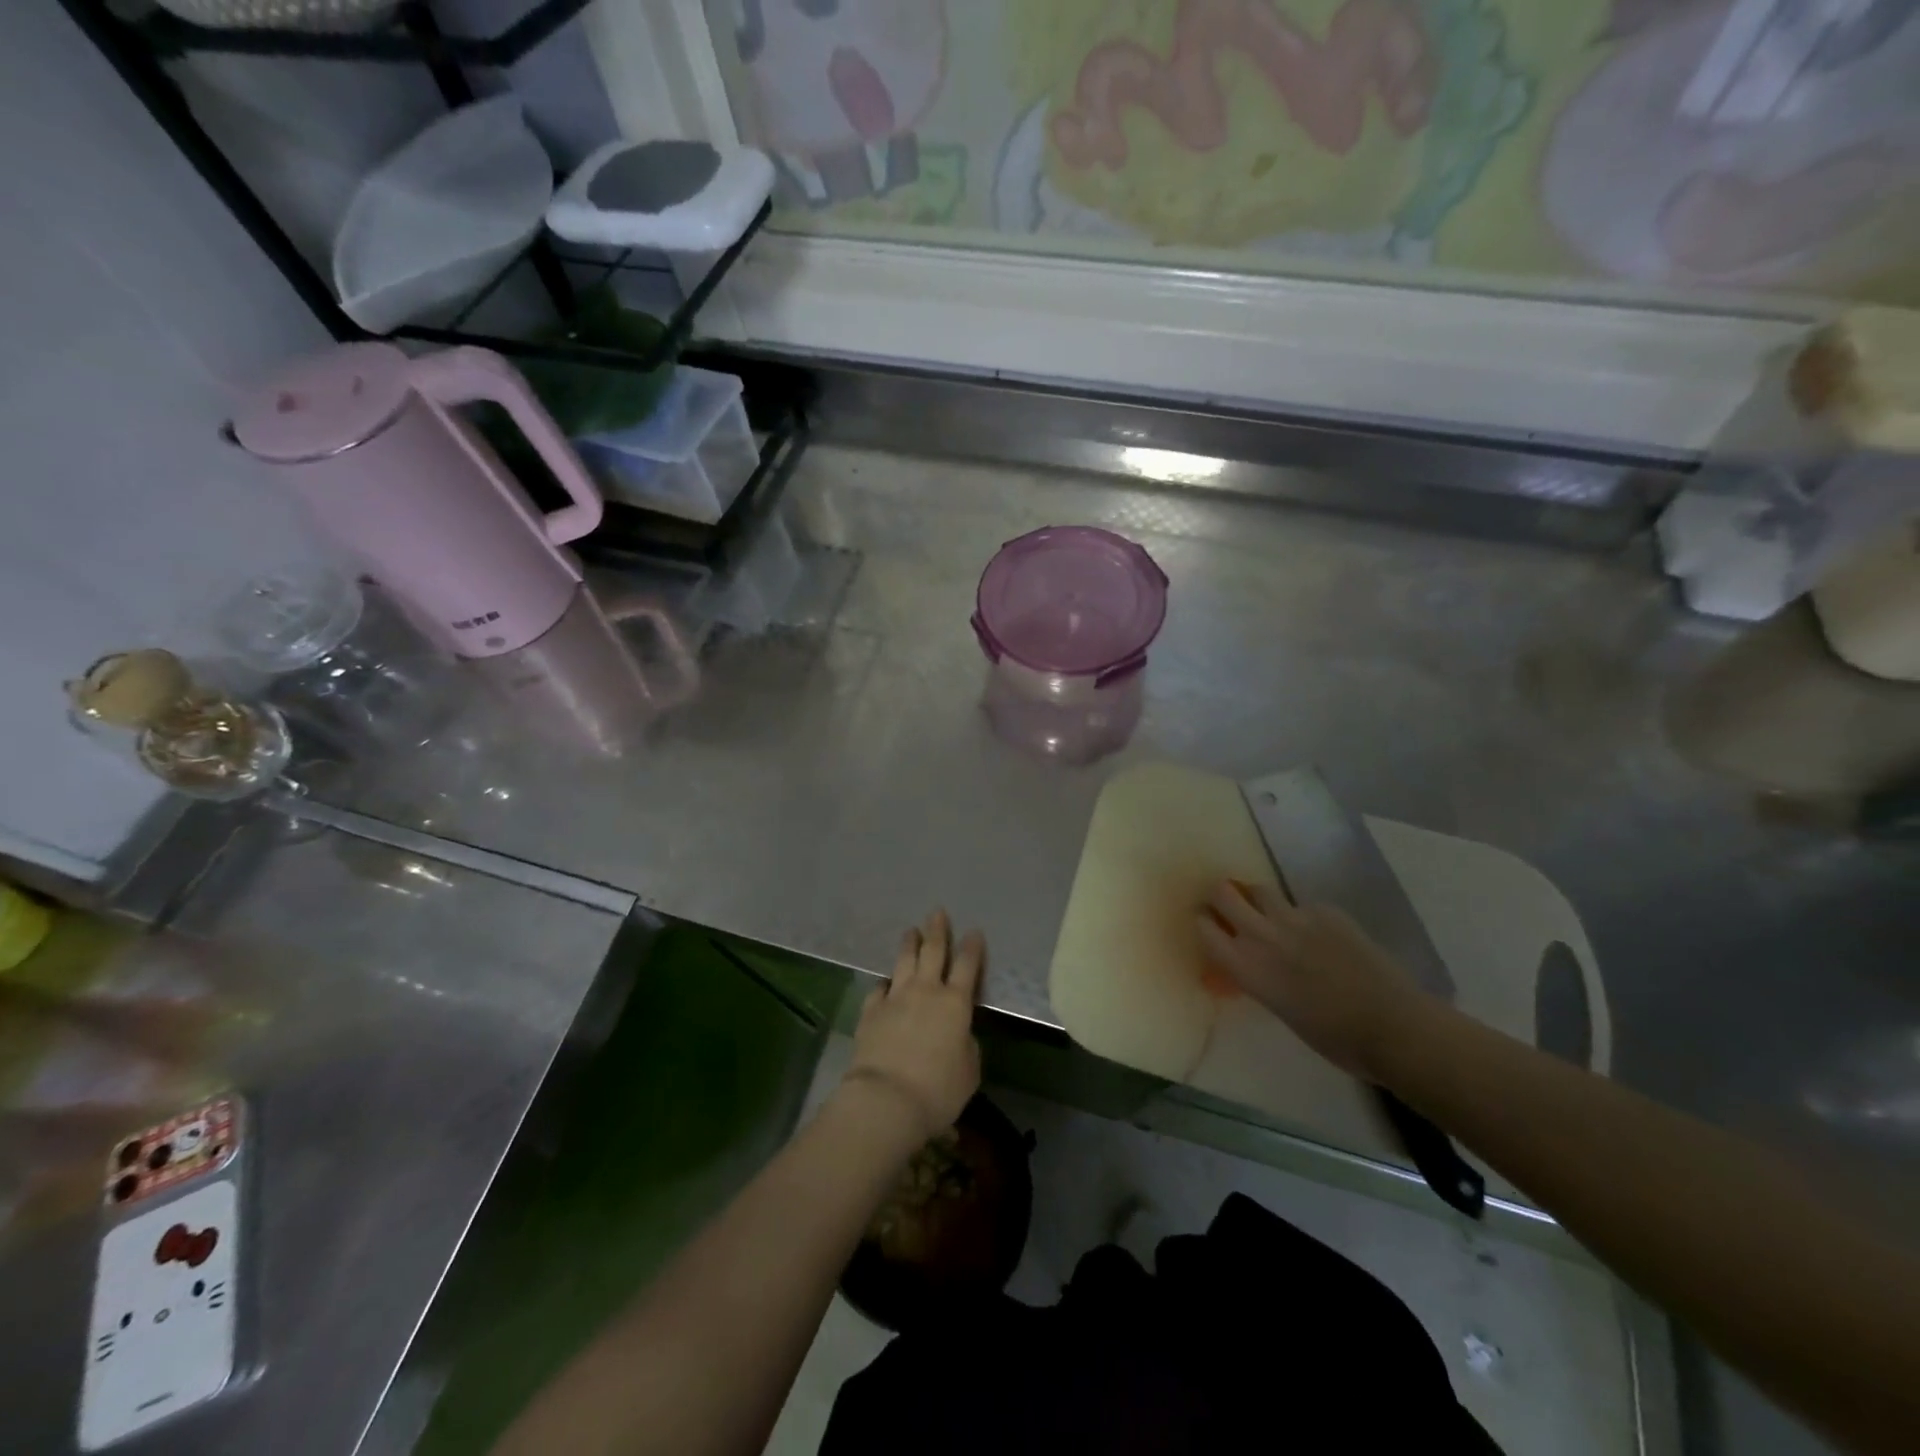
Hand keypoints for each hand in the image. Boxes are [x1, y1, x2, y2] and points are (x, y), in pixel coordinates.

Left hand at [843, 909, 983, 1142]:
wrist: (887, 1099)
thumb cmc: (938, 1089)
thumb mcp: (969, 1071)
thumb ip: (966, 1045)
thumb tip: (957, 1034)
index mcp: (955, 1003)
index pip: (968, 966)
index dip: (972, 948)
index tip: (974, 932)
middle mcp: (926, 991)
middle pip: (933, 951)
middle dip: (937, 930)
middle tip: (937, 912)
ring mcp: (895, 998)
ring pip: (904, 962)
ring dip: (909, 944)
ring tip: (911, 931)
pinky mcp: (871, 1011)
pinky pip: (879, 989)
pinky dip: (885, 983)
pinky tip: (885, 982)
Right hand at [1197, 880, 1426, 1080]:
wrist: (1393, 1026)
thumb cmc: (1334, 1038)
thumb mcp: (1280, 1009)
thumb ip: (1258, 978)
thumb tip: (1252, 966)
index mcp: (1246, 967)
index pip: (1204, 928)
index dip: (1204, 923)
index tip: (1208, 925)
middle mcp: (1262, 935)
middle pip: (1224, 893)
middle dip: (1222, 897)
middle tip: (1230, 908)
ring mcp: (1296, 918)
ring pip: (1262, 891)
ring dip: (1260, 900)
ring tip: (1272, 916)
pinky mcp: (1326, 911)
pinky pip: (1303, 905)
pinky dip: (1303, 916)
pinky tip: (1321, 936)